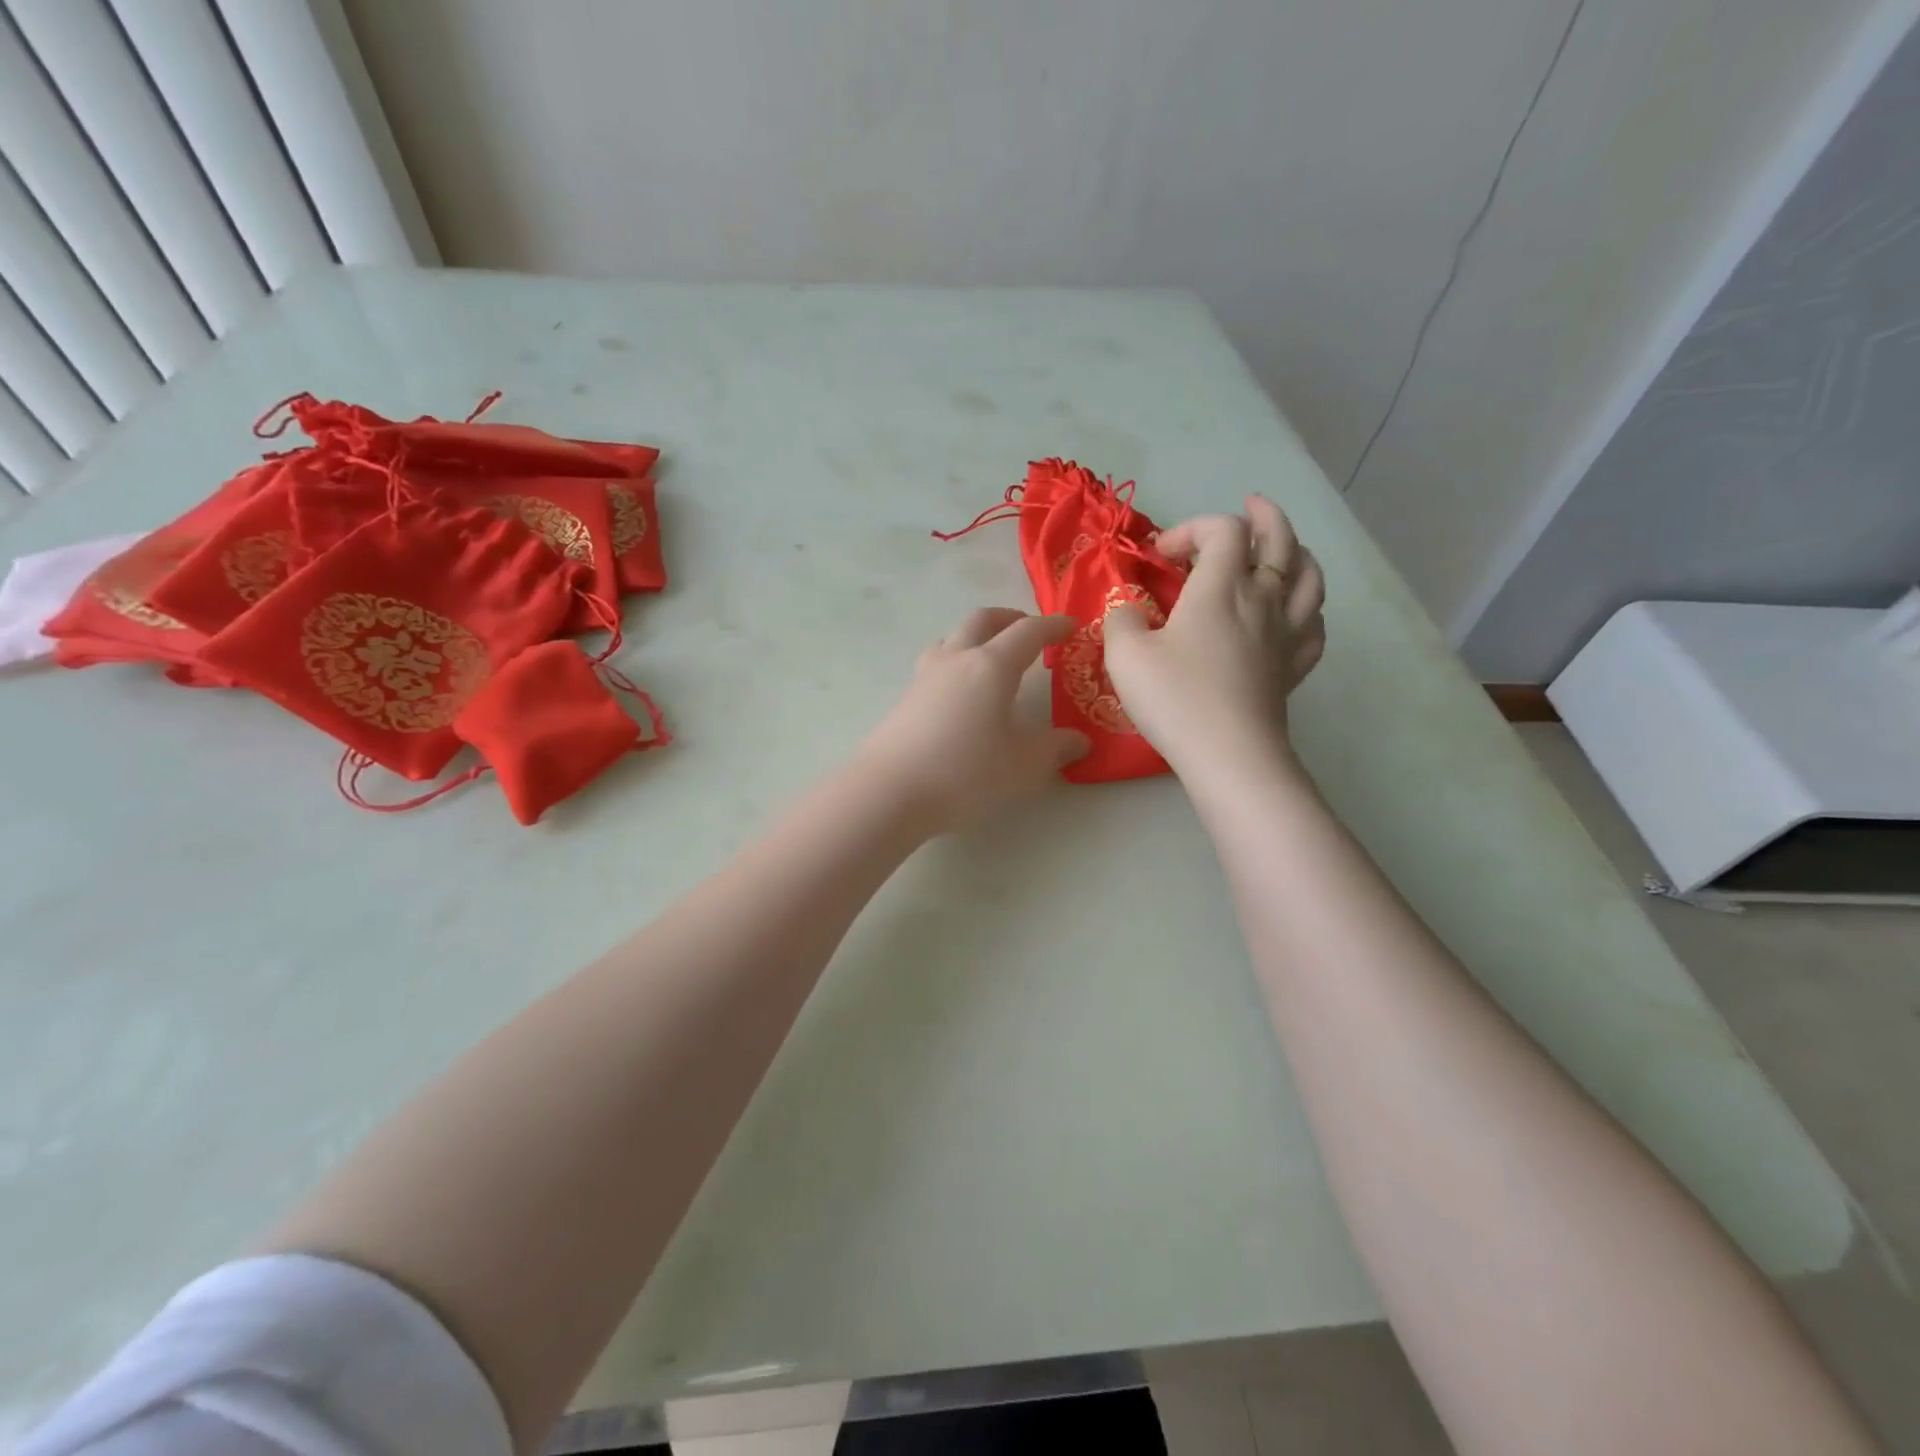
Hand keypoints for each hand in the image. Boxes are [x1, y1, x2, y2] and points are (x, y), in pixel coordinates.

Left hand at [858, 608, 1089, 832]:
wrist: (890, 791)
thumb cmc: (965, 772)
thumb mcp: (1022, 764)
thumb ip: (1055, 748)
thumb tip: (1080, 741)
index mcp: (991, 666)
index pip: (1027, 632)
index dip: (1053, 626)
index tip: (1071, 627)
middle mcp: (956, 660)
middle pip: (983, 620)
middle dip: (1011, 619)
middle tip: (1030, 632)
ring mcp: (925, 677)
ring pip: (952, 638)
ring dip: (976, 637)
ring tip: (991, 658)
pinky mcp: (906, 698)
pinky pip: (936, 664)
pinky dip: (956, 662)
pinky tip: (961, 693)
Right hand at [1104, 494, 1325, 773]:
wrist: (1229, 755)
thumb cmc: (1175, 698)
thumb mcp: (1125, 654)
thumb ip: (1120, 619)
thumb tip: (1126, 608)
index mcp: (1222, 587)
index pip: (1222, 530)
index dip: (1190, 529)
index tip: (1159, 557)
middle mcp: (1263, 599)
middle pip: (1280, 540)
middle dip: (1264, 516)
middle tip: (1250, 506)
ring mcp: (1286, 634)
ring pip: (1310, 577)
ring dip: (1297, 553)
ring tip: (1283, 551)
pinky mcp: (1294, 668)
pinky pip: (1314, 626)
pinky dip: (1307, 609)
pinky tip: (1295, 614)